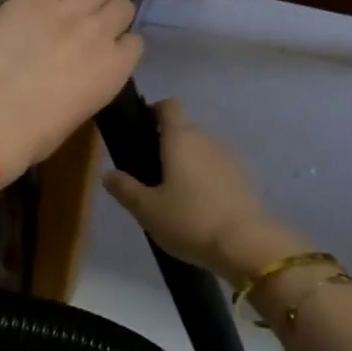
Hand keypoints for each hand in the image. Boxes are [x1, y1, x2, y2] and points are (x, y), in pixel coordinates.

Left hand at [0, 0, 141, 183]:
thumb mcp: (77, 113)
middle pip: (123, 7)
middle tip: (96, 19)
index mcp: (116, 70)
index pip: (134, 44)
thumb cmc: (36, 131)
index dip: (121, 44)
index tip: (110, 48)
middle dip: (113, 12)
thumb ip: (89, 86)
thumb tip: (80, 78)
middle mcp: (102, 32)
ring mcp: (72, 9)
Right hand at [102, 99, 305, 284]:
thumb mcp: (147, 209)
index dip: (154, 111)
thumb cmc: (188, 220)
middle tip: (151, 173)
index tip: (142, 130)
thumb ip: (125, 188)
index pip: (169, 106)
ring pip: (202, 150)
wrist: (244, 244)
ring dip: (189, 163)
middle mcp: (206, 140)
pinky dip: (207, 179)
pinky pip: (218, 169)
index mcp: (180, 138)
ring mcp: (229, 158)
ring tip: (176, 194)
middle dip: (167, 144)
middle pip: (184, 129)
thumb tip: (108, 173)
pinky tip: (200, 206)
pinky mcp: (244, 178)